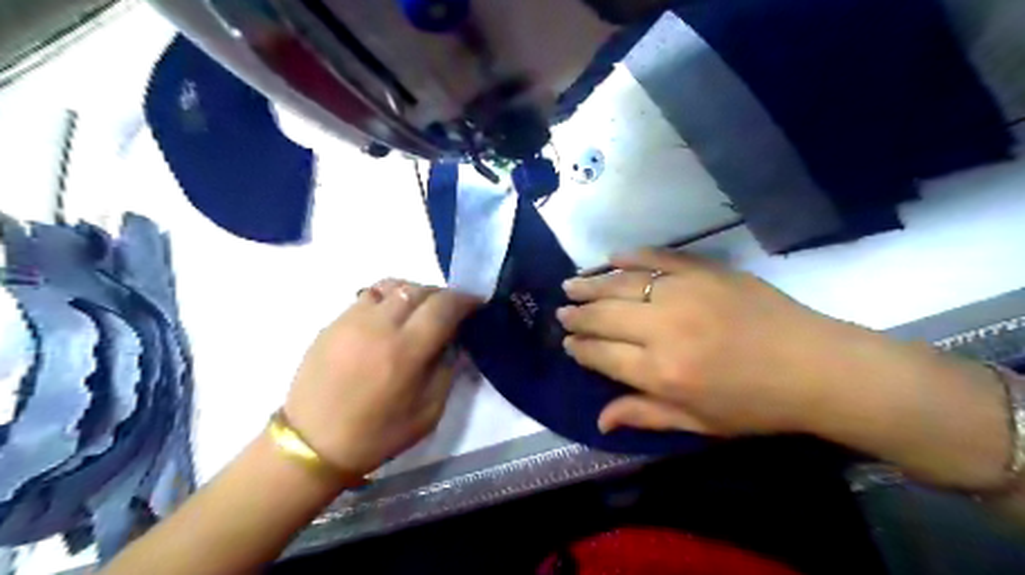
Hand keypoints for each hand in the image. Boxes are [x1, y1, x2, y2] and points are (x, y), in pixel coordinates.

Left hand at [282, 280, 479, 476]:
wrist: (311, 444)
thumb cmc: (376, 434)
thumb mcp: (428, 413)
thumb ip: (447, 371)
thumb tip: (454, 341)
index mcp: (405, 351)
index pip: (443, 306)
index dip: (465, 300)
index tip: (476, 304)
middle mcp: (379, 326)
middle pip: (419, 289)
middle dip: (442, 295)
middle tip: (451, 310)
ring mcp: (351, 320)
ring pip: (392, 285)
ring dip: (415, 292)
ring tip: (420, 310)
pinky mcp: (333, 322)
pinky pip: (368, 296)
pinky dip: (388, 298)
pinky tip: (390, 318)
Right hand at [561, 250, 849, 434]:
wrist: (816, 366)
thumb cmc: (755, 405)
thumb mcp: (698, 424)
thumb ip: (645, 415)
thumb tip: (599, 420)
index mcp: (662, 373)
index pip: (602, 355)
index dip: (580, 348)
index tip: (567, 343)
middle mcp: (664, 330)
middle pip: (604, 317)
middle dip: (577, 315)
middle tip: (562, 312)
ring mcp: (684, 294)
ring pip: (621, 285)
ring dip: (591, 285)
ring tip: (571, 284)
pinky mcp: (704, 271)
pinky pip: (657, 258)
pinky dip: (630, 256)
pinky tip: (611, 258)